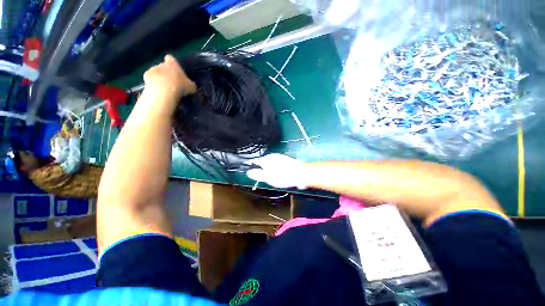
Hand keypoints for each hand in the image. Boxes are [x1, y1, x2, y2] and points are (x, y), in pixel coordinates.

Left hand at [143, 55, 196, 99]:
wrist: (164, 91)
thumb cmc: (180, 86)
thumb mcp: (191, 87)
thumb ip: (191, 84)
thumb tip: (192, 85)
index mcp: (173, 64)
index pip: (171, 58)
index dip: (172, 63)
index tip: (175, 70)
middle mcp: (161, 64)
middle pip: (162, 66)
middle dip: (165, 72)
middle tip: (171, 82)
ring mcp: (152, 69)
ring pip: (156, 72)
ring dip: (159, 78)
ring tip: (163, 88)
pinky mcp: (146, 76)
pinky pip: (150, 79)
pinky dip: (152, 83)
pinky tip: (157, 90)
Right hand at [246, 153, 307, 188]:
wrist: (302, 174)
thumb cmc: (284, 176)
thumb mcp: (268, 177)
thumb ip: (258, 174)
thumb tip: (248, 172)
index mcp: (268, 158)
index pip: (258, 162)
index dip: (257, 170)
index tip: (260, 177)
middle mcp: (274, 156)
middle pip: (265, 164)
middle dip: (266, 171)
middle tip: (271, 179)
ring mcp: (281, 157)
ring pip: (273, 165)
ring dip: (273, 171)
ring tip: (278, 178)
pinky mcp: (287, 161)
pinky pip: (279, 166)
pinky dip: (279, 171)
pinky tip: (283, 176)